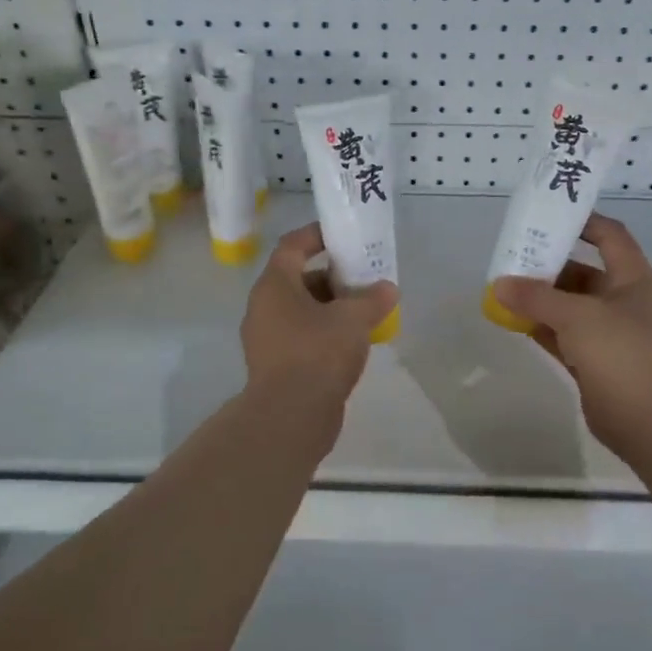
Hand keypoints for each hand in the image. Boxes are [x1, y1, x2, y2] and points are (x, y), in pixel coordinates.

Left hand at [241, 222, 398, 413]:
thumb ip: (373, 298)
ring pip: (301, 310)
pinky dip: (325, 332)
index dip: (317, 235)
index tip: (343, 234)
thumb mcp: (353, 318)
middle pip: (298, 278)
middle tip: (363, 276)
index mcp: (274, 286)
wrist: (291, 417)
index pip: (292, 246)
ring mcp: (267, 339)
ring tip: (365, 309)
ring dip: (331, 306)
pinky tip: (353, 342)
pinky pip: (302, 336)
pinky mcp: (276, 366)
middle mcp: (264, 307)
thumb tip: (387, 288)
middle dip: (332, 275)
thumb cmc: (318, 353)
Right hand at [490, 214, 651, 461]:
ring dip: (541, 299)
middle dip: (550, 265)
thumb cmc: (622, 353)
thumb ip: (536, 298)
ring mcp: (610, 334)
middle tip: (513, 258)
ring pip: (570, 306)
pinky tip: (513, 321)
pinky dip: (541, 327)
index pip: (610, 236)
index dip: (583, 221)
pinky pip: (563, 336)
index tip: (548, 216)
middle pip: (583, 272)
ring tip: (504, 288)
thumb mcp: (577, 316)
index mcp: (633, 279)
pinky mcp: (595, 362)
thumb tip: (499, 284)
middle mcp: (624, 302)